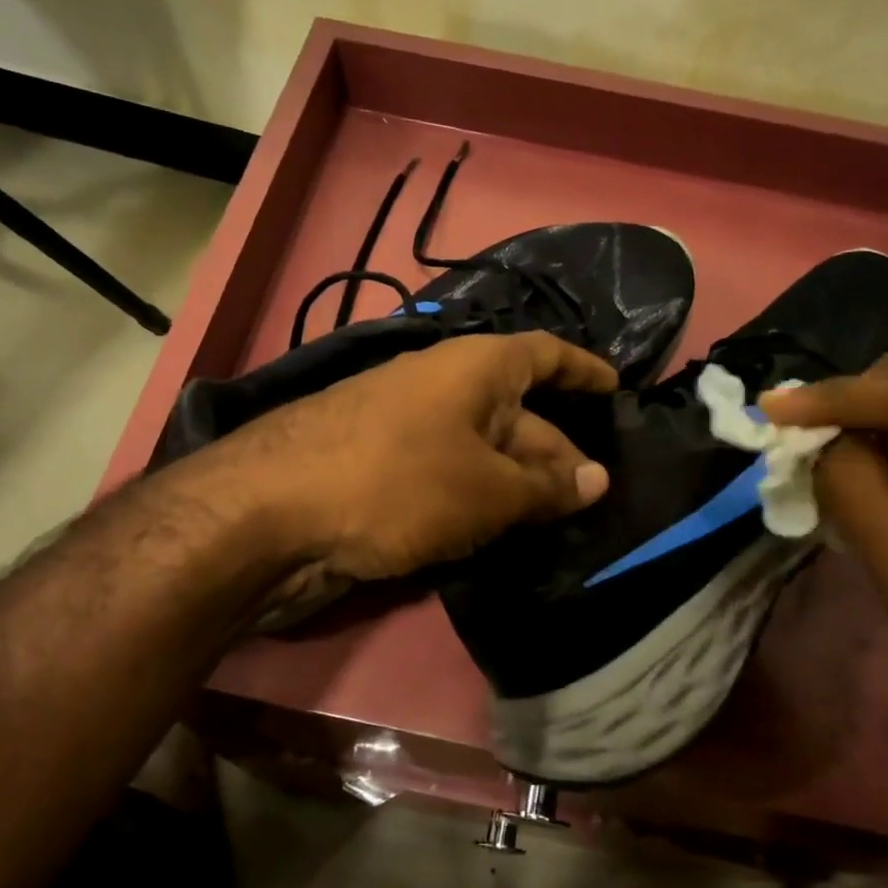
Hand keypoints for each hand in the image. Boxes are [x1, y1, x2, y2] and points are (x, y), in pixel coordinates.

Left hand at [182, 333, 614, 605]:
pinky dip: (476, 501)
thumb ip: (545, 487)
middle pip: (516, 411)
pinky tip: (497, 533)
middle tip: (595, 496)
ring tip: (559, 523)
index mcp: (473, 368)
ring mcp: (405, 429)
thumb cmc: (396, 484)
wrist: (271, 516)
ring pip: (480, 452)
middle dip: (557, 451)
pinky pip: (447, 478)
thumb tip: (597, 480)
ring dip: (517, 484)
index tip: (616, 389)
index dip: (583, 370)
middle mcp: (440, 388)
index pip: (544, 355)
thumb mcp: (486, 489)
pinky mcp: (379, 471)